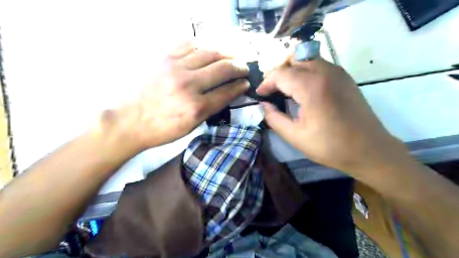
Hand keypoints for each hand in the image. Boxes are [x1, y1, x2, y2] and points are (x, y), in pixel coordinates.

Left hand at [101, 42, 250, 150]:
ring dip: (225, 53)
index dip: (240, 86)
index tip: (246, 83)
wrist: (130, 121)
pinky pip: (188, 44)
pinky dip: (202, 46)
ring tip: (231, 56)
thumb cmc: (163, 129)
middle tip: (244, 68)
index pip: (227, 92)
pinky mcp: (163, 58)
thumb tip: (227, 93)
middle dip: (239, 67)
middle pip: (222, 69)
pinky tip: (206, 51)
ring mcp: (175, 68)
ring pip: (209, 52)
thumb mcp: (192, 126)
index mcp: (196, 107)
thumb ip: (211, 108)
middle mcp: (189, 85)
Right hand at [257, 59, 408, 174]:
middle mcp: (325, 71)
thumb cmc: (330, 146)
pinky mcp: (344, 76)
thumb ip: (274, 119)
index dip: (266, 83)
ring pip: (305, 59)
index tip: (260, 95)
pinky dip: (304, 71)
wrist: (369, 149)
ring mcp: (337, 71)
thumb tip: (264, 105)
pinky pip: (318, 65)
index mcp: (311, 87)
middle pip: (292, 59)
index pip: (281, 73)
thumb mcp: (295, 136)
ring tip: (284, 88)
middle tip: (270, 90)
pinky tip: (302, 89)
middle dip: (277, 72)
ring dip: (291, 70)